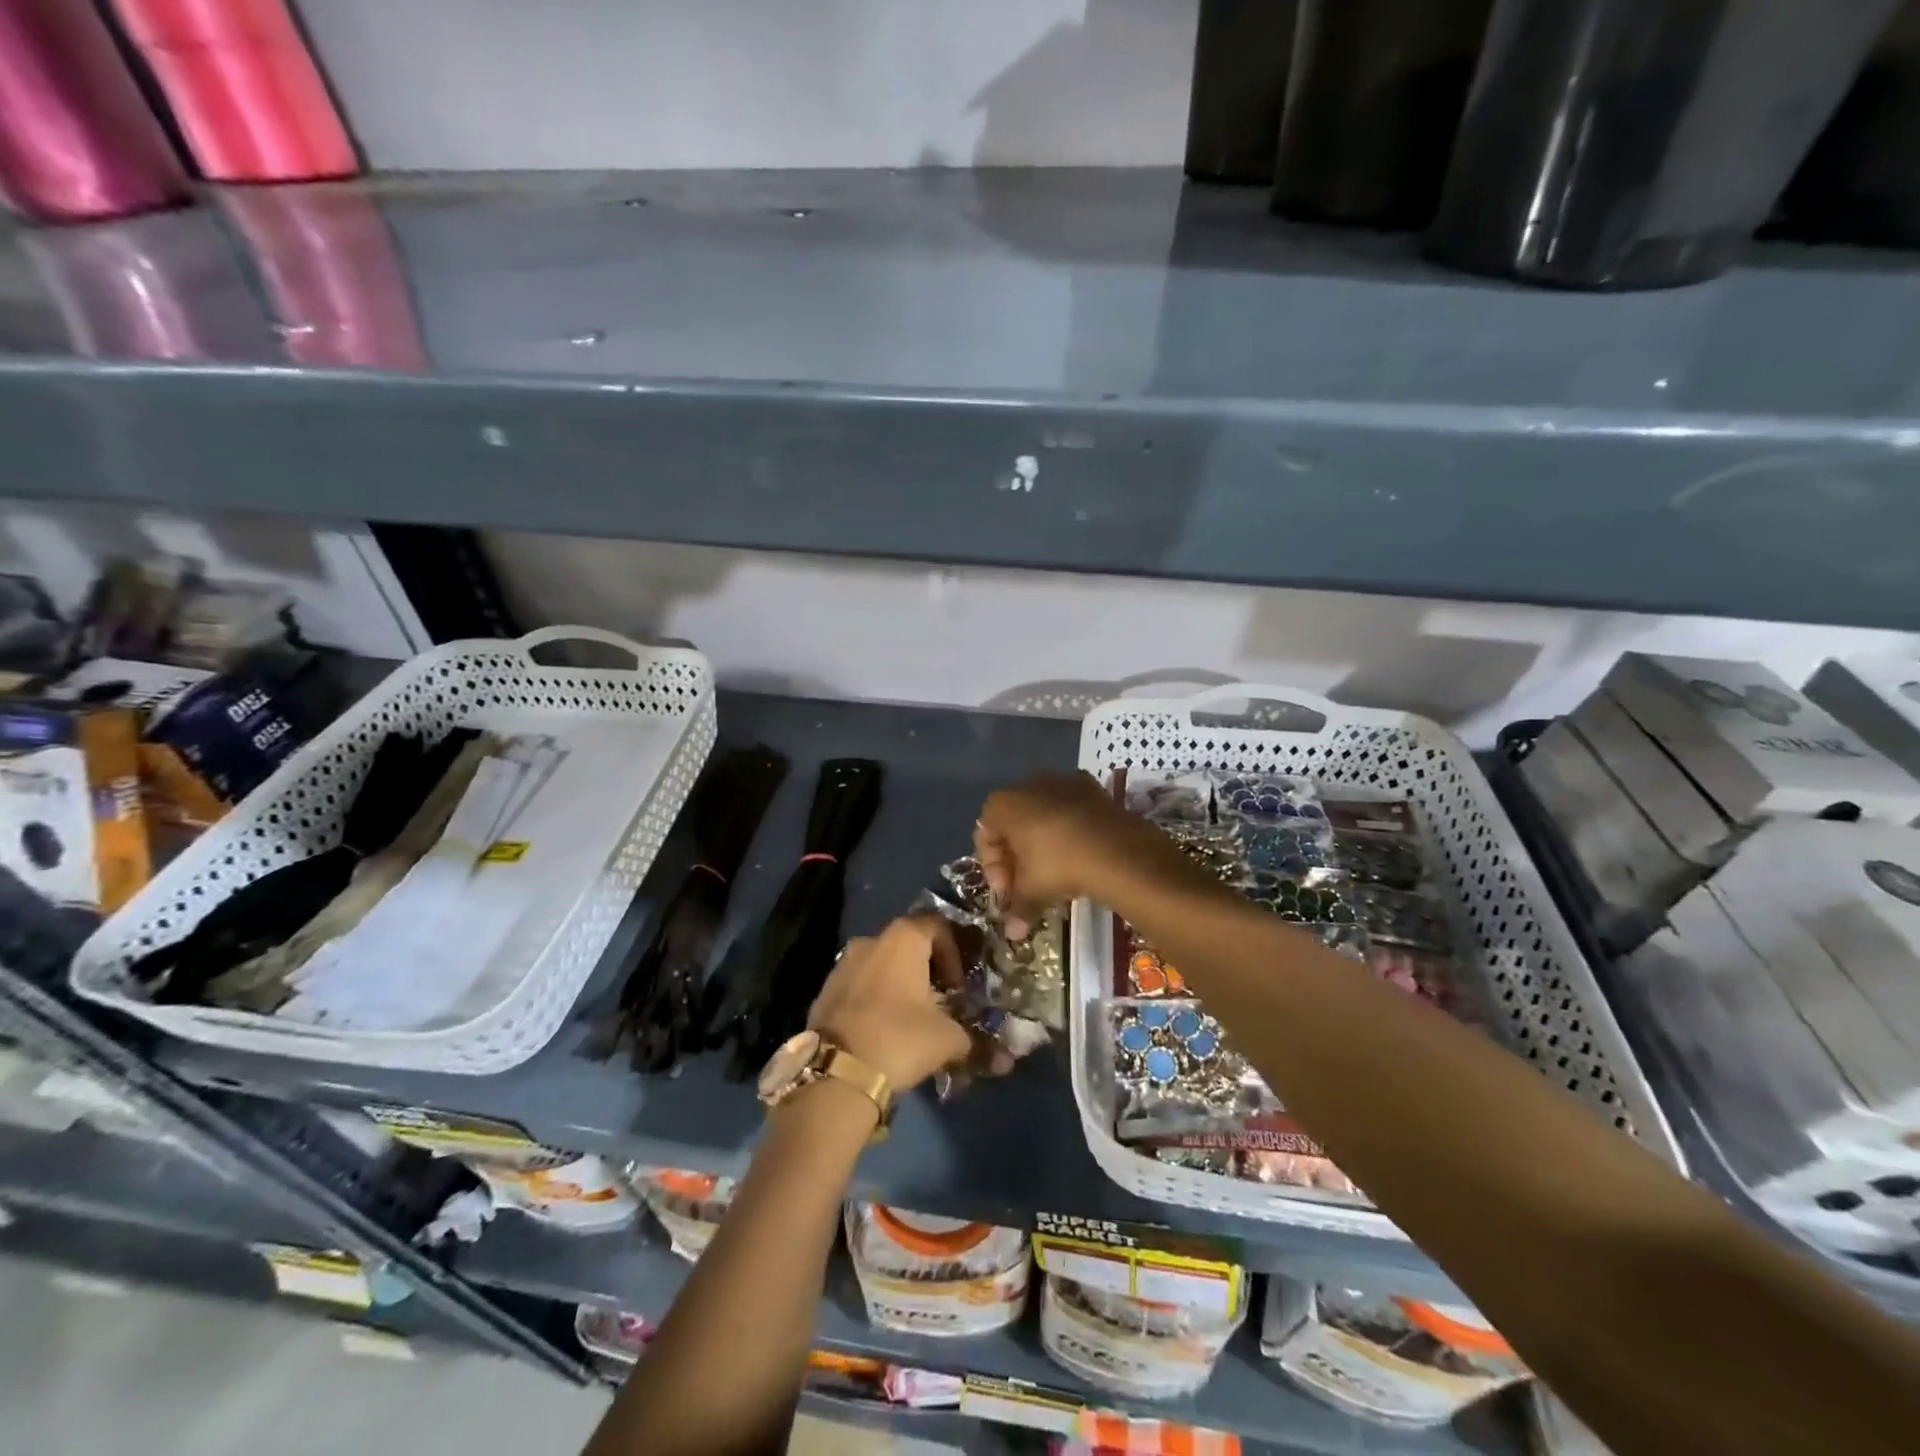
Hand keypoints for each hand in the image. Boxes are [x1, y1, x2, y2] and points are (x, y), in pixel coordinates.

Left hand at [809, 915, 971, 1091]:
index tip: (959, 985)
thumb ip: (970, 1037)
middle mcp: (870, 941)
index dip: (954, 952)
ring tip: (911, 1018)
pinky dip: (874, 999)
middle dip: (926, 969)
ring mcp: (842, 964)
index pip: (937, 926)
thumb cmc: (900, 1038)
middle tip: (939, 1001)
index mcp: (903, 939)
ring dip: (898, 984)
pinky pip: (859, 986)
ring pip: (880, 965)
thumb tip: (996, 1056)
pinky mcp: (824, 991)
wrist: (835, 1073)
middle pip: (906, 944)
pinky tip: (882, 1030)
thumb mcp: (948, 1039)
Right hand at [974, 772, 1177, 936]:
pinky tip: (1078, 852)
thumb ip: (1017, 908)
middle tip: (1027, 884)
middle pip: (1012, 823)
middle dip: (1016, 855)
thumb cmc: (1058, 864)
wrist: (1116, 848)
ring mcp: (1060, 780)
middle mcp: (1026, 784)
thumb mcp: (1032, 890)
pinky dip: (1067, 828)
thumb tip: (1013, 934)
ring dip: (1041, 841)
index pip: (984, 837)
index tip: (1008, 892)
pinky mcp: (1089, 786)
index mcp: (1001, 804)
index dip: (993, 868)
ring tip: (1054, 871)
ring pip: (1040, 814)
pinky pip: (1067, 809)